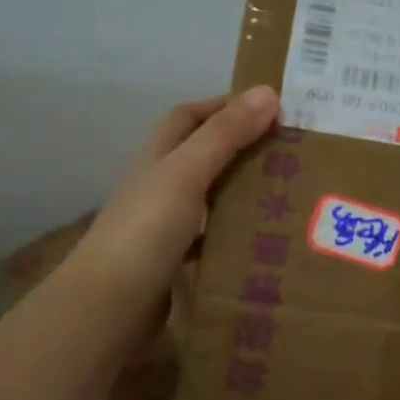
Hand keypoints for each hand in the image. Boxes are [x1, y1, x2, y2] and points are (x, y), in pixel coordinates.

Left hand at [62, 86, 279, 346]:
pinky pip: (211, 237)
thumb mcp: (186, 173)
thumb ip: (225, 135)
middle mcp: (160, 185)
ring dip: (242, 189)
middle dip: (242, 147)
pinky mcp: (174, 260)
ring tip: (289, 191)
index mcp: (158, 157)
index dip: (225, 106)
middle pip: (203, 154)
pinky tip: (263, 238)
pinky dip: (235, 232)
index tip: (271, 108)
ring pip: (210, 196)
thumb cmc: (145, 230)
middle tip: (291, 151)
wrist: (108, 308)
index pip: (189, 117)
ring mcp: (164, 224)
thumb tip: (267, 92)